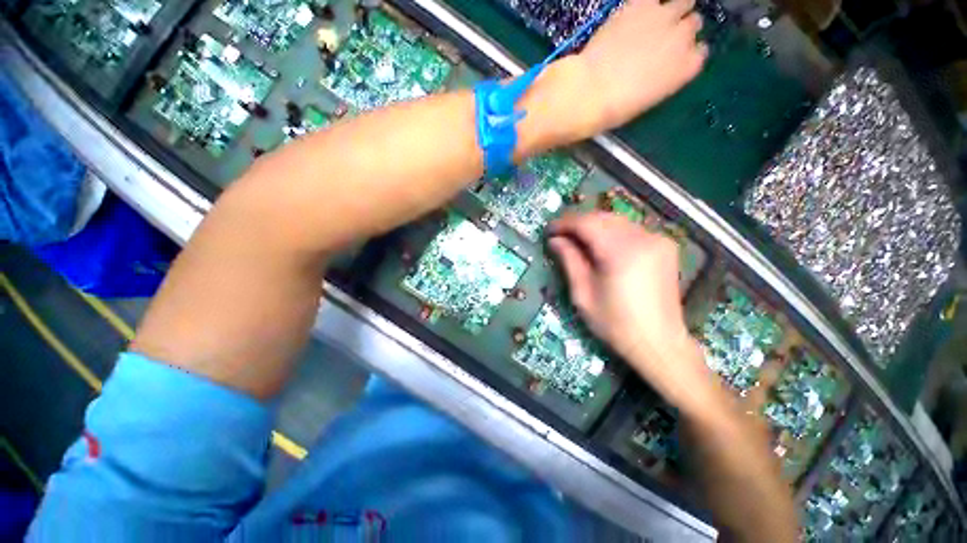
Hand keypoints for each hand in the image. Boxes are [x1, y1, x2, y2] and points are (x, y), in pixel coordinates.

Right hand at [548, 212, 712, 406]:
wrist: (659, 343)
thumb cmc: (615, 324)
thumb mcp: (583, 294)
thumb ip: (569, 261)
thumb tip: (555, 240)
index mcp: (621, 252)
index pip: (586, 223)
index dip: (564, 223)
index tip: (548, 230)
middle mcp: (643, 238)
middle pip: (602, 217)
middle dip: (577, 222)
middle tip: (559, 234)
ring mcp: (657, 240)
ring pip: (617, 221)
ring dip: (593, 226)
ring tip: (576, 239)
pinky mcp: (665, 246)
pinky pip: (631, 230)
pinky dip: (611, 232)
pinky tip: (600, 245)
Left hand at [577, 0, 707, 130]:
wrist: (592, 90)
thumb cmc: (616, 107)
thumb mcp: (648, 100)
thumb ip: (663, 79)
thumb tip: (659, 70)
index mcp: (687, 68)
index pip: (699, 53)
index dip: (686, 54)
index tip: (673, 58)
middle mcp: (683, 38)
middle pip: (693, 24)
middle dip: (680, 30)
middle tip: (661, 39)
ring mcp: (665, 17)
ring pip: (683, 2)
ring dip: (673, 10)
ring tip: (654, 21)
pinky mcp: (642, 4)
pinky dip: (648, 4)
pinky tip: (638, 13)